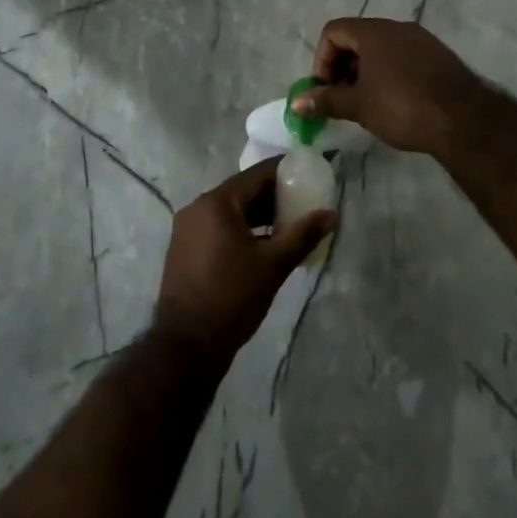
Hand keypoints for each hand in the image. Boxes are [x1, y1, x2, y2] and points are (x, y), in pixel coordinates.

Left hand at [152, 160, 334, 363]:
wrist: (186, 345)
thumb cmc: (232, 298)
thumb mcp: (273, 265)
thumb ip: (303, 235)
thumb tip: (331, 214)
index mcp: (217, 202)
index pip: (257, 174)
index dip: (285, 172)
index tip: (309, 173)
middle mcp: (198, 207)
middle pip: (243, 191)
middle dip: (274, 196)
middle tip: (305, 202)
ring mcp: (188, 228)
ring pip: (231, 211)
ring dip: (259, 215)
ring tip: (290, 225)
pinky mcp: (185, 248)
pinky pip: (219, 227)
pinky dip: (242, 229)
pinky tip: (264, 244)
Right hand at [292, 17, 488, 158]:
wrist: (464, 120)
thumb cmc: (402, 107)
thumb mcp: (358, 105)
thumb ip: (325, 100)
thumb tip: (295, 102)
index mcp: (374, 32)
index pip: (334, 31)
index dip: (322, 59)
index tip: (325, 89)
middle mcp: (397, 28)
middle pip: (356, 38)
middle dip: (342, 68)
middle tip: (341, 99)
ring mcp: (421, 40)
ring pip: (381, 49)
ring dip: (364, 73)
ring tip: (365, 105)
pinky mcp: (438, 56)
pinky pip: (402, 57)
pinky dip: (388, 74)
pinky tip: (393, 103)